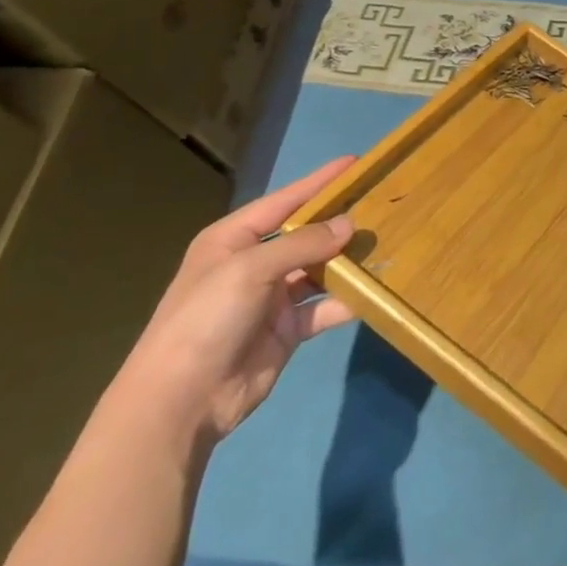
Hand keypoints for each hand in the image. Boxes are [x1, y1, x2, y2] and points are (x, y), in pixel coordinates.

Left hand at [112, 158, 359, 446]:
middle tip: (382, 203)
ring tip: (386, 242)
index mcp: (233, 239)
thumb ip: (302, 244)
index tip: (355, 163)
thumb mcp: (250, 270)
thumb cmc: (206, 319)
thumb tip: (349, 224)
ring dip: (348, 260)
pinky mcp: (287, 330)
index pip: (284, 201)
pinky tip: (375, 290)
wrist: (180, 403)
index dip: (319, 182)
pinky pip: (324, 307)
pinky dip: (347, 300)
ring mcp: (272, 298)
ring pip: (319, 270)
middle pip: (305, 234)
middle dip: (340, 221)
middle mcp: (254, 264)